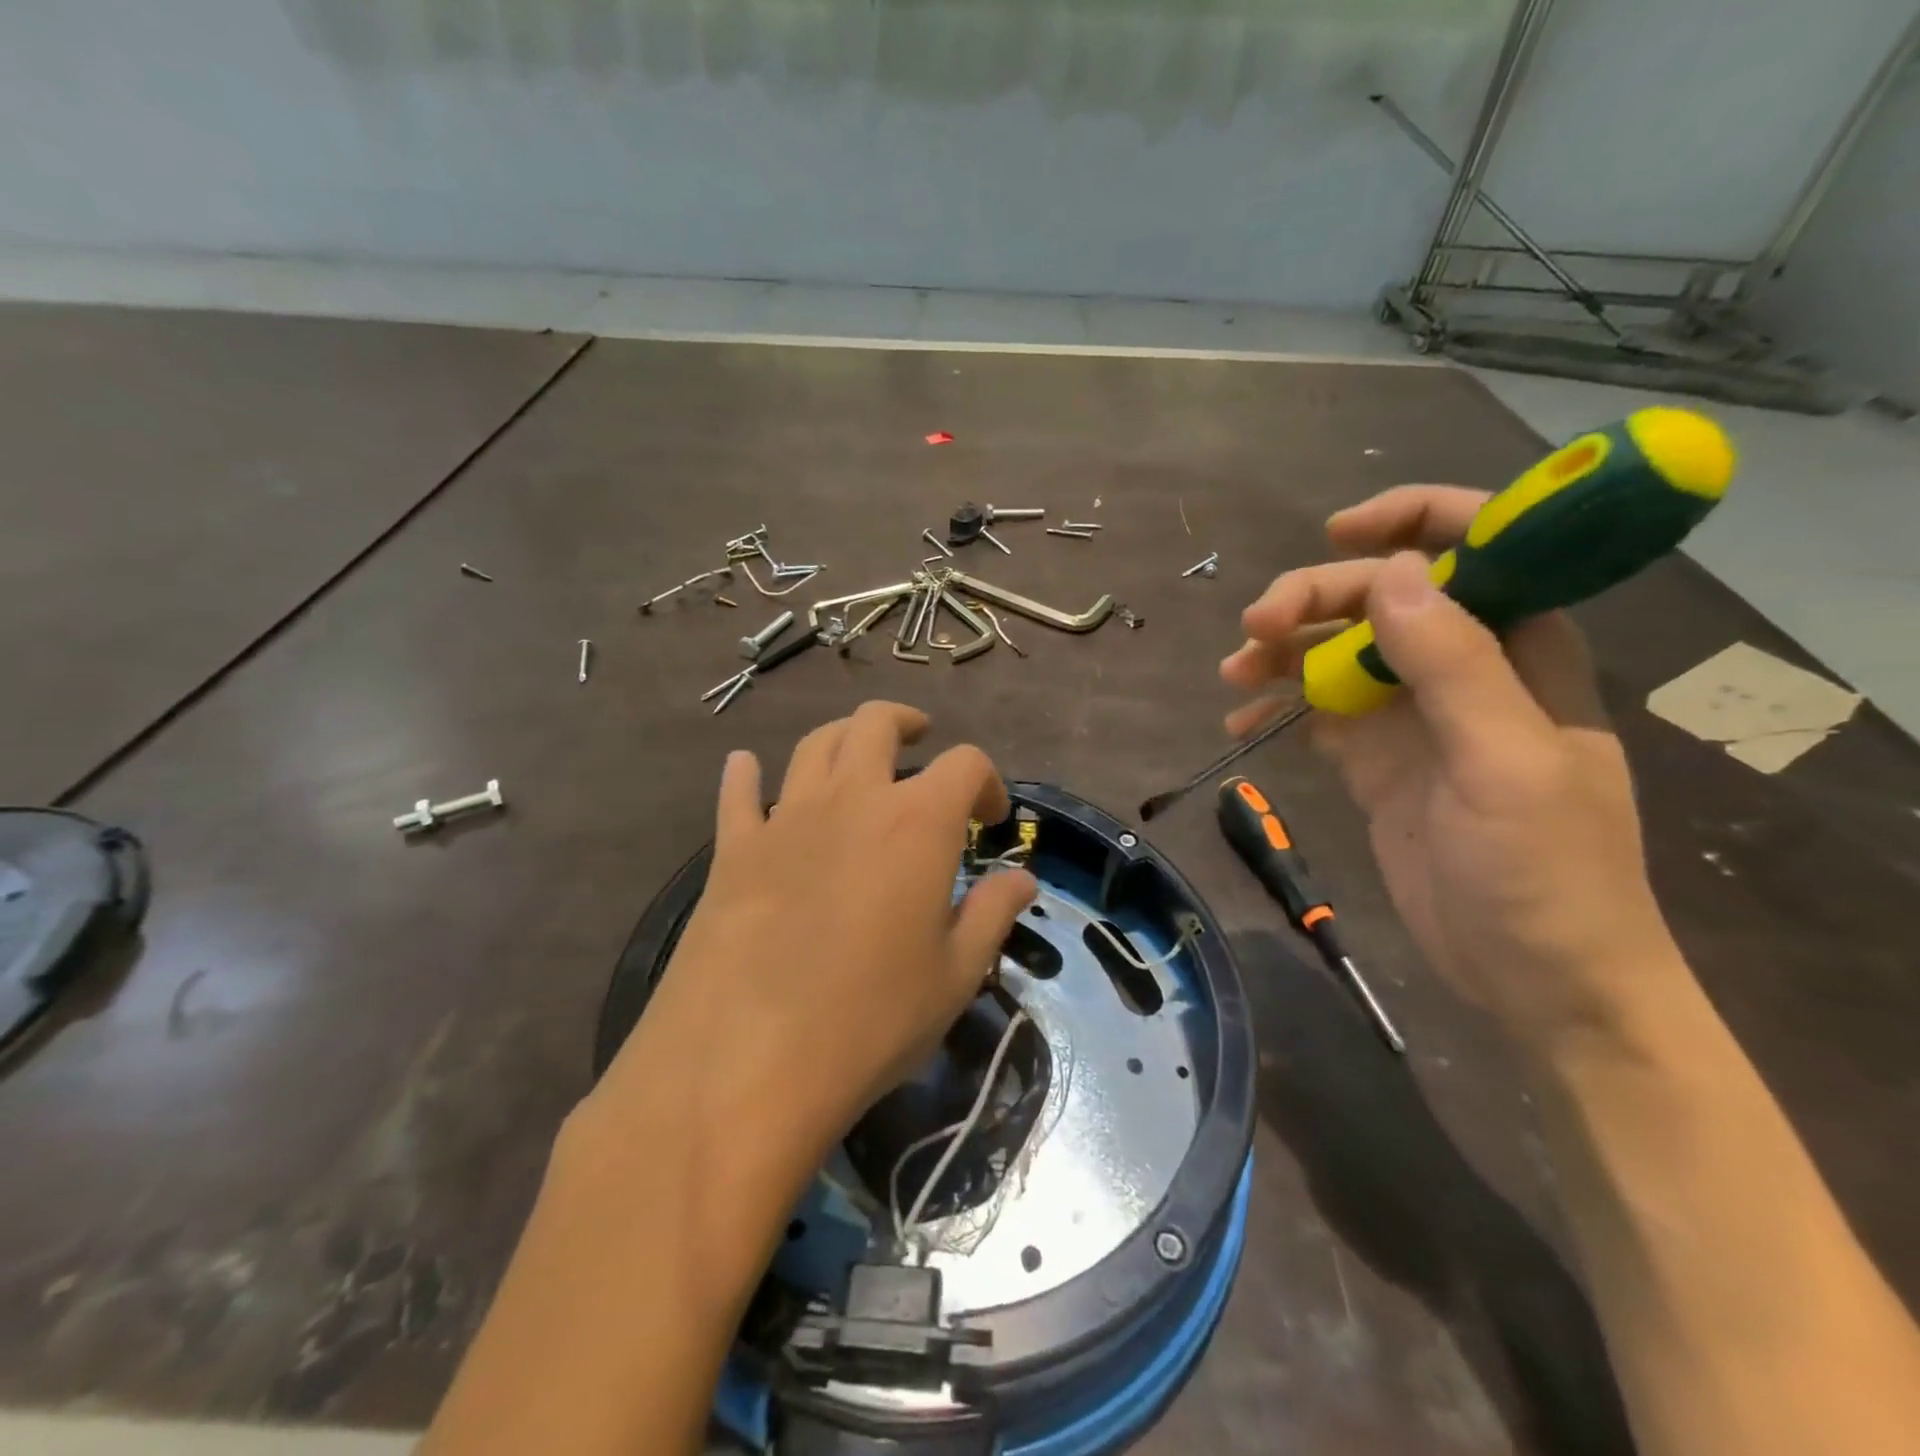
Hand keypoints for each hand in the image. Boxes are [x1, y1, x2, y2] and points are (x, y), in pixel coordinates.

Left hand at [589, 703, 1036, 1161]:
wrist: (745, 1064)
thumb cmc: (870, 1022)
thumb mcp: (954, 976)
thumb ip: (991, 914)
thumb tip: (1022, 879)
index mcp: (917, 823)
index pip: (965, 764)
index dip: (988, 782)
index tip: (990, 820)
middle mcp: (852, 799)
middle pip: (877, 724)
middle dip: (906, 724)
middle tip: (920, 741)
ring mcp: (785, 818)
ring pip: (814, 745)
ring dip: (843, 739)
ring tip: (856, 756)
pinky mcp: (732, 849)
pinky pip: (738, 792)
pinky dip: (747, 774)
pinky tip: (747, 769)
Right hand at [1221, 487, 1682, 1055]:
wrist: (1539, 978)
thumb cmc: (1547, 871)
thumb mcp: (1505, 763)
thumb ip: (1453, 663)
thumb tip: (1389, 572)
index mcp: (1522, 646)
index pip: (1476, 544)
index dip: (1409, 520)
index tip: (1336, 534)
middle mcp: (1466, 665)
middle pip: (1382, 597)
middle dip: (1316, 599)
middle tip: (1255, 630)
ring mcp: (1416, 714)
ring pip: (1340, 650)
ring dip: (1285, 652)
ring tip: (1235, 675)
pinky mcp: (1378, 758)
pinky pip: (1320, 711)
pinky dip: (1279, 709)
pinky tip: (1243, 723)